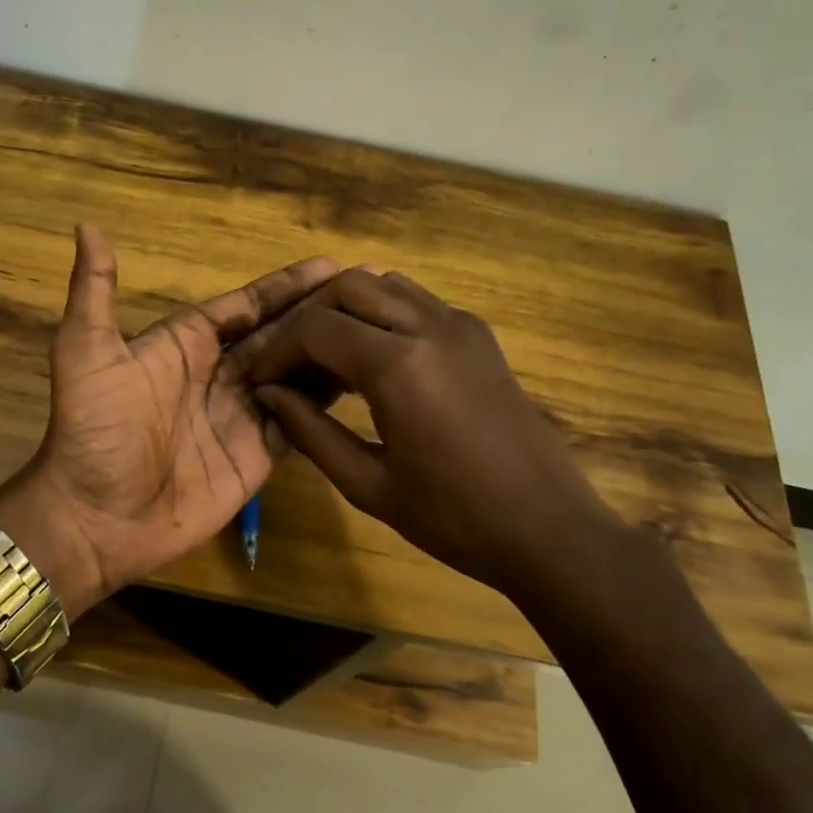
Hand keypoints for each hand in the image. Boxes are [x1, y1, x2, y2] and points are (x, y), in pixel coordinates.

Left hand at [0, 225, 336, 614]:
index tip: (331, 265)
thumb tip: (86, 225)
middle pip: (279, 335)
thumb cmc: (94, 430)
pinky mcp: (256, 456)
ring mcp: (241, 416)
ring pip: (296, 374)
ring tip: (380, 329)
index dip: (285, 286)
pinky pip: (299, 422)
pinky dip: (326, 403)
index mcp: (185, 343)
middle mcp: (219, 374)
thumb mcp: (86, 351)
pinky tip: (363, 382)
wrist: (96, 518)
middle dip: (320, 312)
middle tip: (372, 290)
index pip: (246, 306)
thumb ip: (95, 291)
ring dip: (331, 352)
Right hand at [238, 268, 635, 612]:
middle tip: (292, 364)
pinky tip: (374, 360)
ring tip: (328, 358)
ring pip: (386, 284)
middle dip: (309, 318)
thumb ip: (311, 432)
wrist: (549, 528)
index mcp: (399, 367)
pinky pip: (418, 302)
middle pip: (349, 286)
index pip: (316, 328)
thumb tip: (269, 395)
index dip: (279, 351)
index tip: (262, 381)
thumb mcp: (369, 485)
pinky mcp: (480, 335)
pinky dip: (383, 314)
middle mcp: (430, 328)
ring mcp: (461, 325)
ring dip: (347, 309)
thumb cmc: (454, 518)